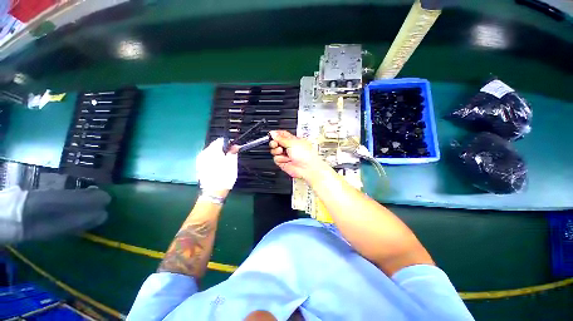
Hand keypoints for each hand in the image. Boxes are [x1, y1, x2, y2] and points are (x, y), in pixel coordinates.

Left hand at [196, 138, 237, 193]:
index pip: (220, 140)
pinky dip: (214, 160)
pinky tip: (218, 168)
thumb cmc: (225, 176)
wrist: (214, 192)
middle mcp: (203, 153)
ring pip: (211, 153)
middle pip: (215, 146)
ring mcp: (200, 160)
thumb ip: (233, 152)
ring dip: (219, 155)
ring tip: (225, 164)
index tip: (234, 150)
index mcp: (212, 151)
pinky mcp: (199, 167)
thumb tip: (235, 145)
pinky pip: (208, 159)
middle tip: (230, 157)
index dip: (229, 144)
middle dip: (223, 150)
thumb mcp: (232, 163)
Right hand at [269, 130, 324, 180]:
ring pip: (274, 151)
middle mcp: (289, 147)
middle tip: (275, 143)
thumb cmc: (305, 154)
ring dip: (277, 151)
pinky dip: (280, 159)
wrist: (307, 168)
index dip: (276, 134)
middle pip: (276, 142)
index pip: (282, 134)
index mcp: (293, 140)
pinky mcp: (284, 162)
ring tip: (282, 151)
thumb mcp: (292, 142)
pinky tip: (285, 159)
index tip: (271, 133)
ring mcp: (286, 155)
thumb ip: (281, 138)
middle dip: (274, 142)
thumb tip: (273, 133)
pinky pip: (276, 159)